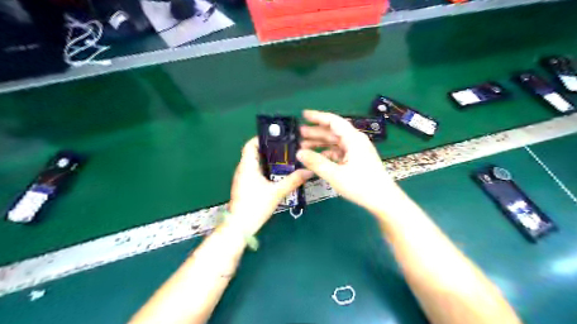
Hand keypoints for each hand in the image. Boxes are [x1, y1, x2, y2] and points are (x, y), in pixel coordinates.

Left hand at [228, 137, 313, 234]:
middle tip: (286, 150)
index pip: (250, 145)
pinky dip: (265, 171)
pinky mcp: (244, 187)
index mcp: (247, 166)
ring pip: (255, 164)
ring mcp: (242, 179)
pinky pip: (254, 173)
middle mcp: (242, 170)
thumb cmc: (255, 206)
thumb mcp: (277, 192)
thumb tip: (309, 171)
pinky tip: (276, 176)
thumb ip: (293, 181)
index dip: (261, 139)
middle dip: (269, 150)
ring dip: (267, 161)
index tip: (277, 139)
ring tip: (284, 161)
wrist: (239, 227)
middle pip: (254, 153)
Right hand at [297, 110, 401, 213]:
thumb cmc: (361, 186)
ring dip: (320, 143)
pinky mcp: (357, 160)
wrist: (383, 200)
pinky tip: (317, 158)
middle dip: (316, 132)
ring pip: (335, 142)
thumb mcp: (335, 174)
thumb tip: (299, 153)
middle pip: (333, 131)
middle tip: (300, 133)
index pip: (333, 121)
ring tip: (304, 146)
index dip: (317, 117)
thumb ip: (316, 162)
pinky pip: (339, 152)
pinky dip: (327, 153)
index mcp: (353, 139)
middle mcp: (355, 141)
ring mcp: (357, 151)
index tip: (304, 115)